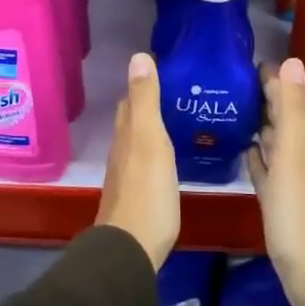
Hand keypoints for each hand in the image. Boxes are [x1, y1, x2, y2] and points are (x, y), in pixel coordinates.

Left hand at [97, 53, 179, 268]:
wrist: (131, 248)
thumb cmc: (147, 192)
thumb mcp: (150, 140)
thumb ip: (145, 101)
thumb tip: (138, 57)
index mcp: (127, 134)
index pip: (130, 100)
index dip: (143, 83)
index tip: (166, 69)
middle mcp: (123, 151)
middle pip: (132, 119)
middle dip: (148, 103)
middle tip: (178, 91)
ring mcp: (128, 175)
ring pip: (139, 141)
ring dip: (154, 127)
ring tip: (181, 118)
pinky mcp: (138, 195)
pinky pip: (147, 162)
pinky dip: (157, 150)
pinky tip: (172, 155)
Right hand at [247, 58, 304, 305]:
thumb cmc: (297, 213)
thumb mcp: (292, 155)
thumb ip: (292, 110)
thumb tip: (292, 60)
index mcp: (299, 142)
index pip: (285, 100)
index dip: (271, 79)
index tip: (246, 59)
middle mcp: (295, 156)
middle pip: (278, 118)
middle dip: (262, 97)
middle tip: (232, 78)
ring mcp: (285, 179)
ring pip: (271, 142)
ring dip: (257, 124)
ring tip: (233, 106)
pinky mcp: (275, 200)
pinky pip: (264, 169)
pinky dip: (255, 156)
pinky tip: (244, 149)